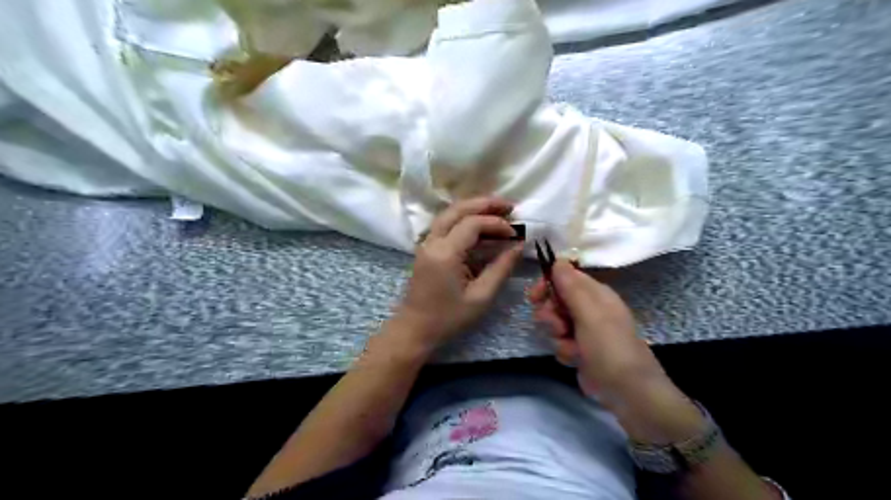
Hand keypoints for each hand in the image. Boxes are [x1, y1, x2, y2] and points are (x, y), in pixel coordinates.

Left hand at [391, 198, 523, 352]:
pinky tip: (480, 224)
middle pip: (457, 209)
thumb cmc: (449, 318)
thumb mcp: (481, 296)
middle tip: (509, 205)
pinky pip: (445, 224)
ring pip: (449, 214)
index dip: (496, 223)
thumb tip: (518, 245)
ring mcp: (426, 243)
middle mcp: (432, 241)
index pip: (472, 224)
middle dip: (484, 204)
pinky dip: (464, 219)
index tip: (515, 232)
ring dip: (473, 208)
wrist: (415, 329)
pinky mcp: (427, 248)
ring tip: (498, 210)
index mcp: (445, 253)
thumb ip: (501, 268)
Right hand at [527, 261, 702, 440]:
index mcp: (596, 294)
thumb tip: (558, 260)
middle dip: (551, 314)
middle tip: (557, 326)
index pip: (565, 277)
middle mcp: (590, 309)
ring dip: (557, 335)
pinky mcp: (580, 350)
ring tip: (571, 346)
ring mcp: (584, 330)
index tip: (535, 296)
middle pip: (556, 300)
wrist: (628, 392)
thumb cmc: (610, 348)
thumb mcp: (590, 314)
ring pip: (555, 323)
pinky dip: (564, 351)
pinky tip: (575, 359)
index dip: (548, 284)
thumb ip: (571, 287)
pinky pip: (560, 342)